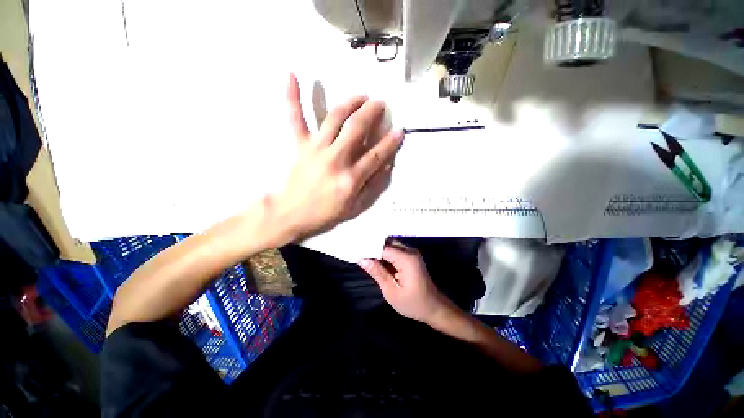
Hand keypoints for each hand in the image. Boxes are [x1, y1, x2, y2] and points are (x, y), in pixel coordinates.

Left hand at [275, 74, 403, 239]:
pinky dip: (293, 97)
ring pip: (334, 118)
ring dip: (350, 102)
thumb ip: (372, 186)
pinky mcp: (300, 145)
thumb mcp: (355, 207)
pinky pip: (296, 118)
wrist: (292, 213)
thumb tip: (386, 165)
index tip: (400, 130)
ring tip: (361, 95)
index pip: (375, 155)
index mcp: (350, 178)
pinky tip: (291, 75)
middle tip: (380, 104)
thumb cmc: (326, 213)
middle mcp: (335, 159)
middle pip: (357, 129)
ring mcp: (316, 149)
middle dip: (372, 112)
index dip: (390, 142)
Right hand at [359, 241, 454, 323]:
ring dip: (379, 251)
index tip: (356, 251)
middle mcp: (410, 251)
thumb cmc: (413, 303)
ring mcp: (412, 253)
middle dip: (373, 247)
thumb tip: (362, 259)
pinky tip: (377, 261)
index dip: (369, 248)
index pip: (383, 246)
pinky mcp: (411, 256)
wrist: (434, 307)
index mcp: (406, 258)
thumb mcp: (391, 291)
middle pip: (387, 242)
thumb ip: (377, 272)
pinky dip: (385, 254)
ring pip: (390, 245)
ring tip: (365, 257)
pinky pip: (395, 250)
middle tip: (359, 254)